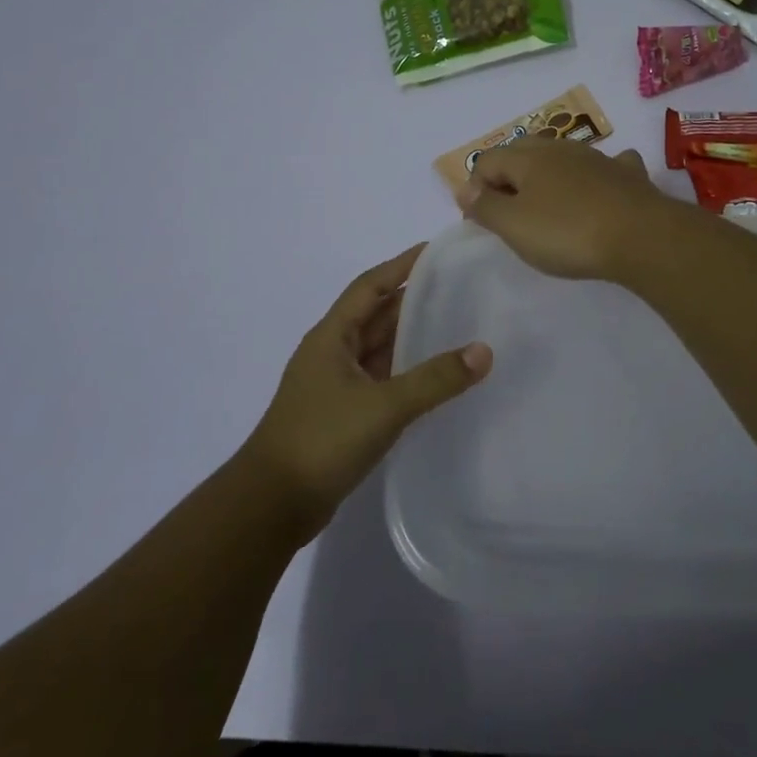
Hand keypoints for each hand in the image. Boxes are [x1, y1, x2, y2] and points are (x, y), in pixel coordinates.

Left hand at [243, 243, 491, 535]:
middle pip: (376, 315)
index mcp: (331, 337)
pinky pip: (381, 379)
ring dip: (410, 337)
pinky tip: (434, 377)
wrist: (271, 505)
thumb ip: (435, 379)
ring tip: (455, 324)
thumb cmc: (321, 440)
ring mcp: (335, 385)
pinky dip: (406, 372)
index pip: (370, 286)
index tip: (435, 250)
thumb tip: (484, 351)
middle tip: (458, 287)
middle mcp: (332, 353)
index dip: (401, 265)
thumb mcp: (383, 405)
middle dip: (412, 299)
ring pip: (379, 349)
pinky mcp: (342, 414)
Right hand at [454, 137, 678, 281]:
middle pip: (523, 151)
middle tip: (508, 211)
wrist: (641, 236)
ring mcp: (597, 158)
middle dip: (509, 175)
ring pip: (562, 156)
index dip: (476, 188)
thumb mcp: (515, 226)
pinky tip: (600, 188)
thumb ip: (486, 206)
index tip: (480, 221)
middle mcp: (560, 149)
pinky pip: (606, 166)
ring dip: (549, 174)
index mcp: (528, 158)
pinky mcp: (628, 175)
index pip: (487, 160)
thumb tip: (465, 189)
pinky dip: (596, 175)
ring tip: (547, 205)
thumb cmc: (568, 233)